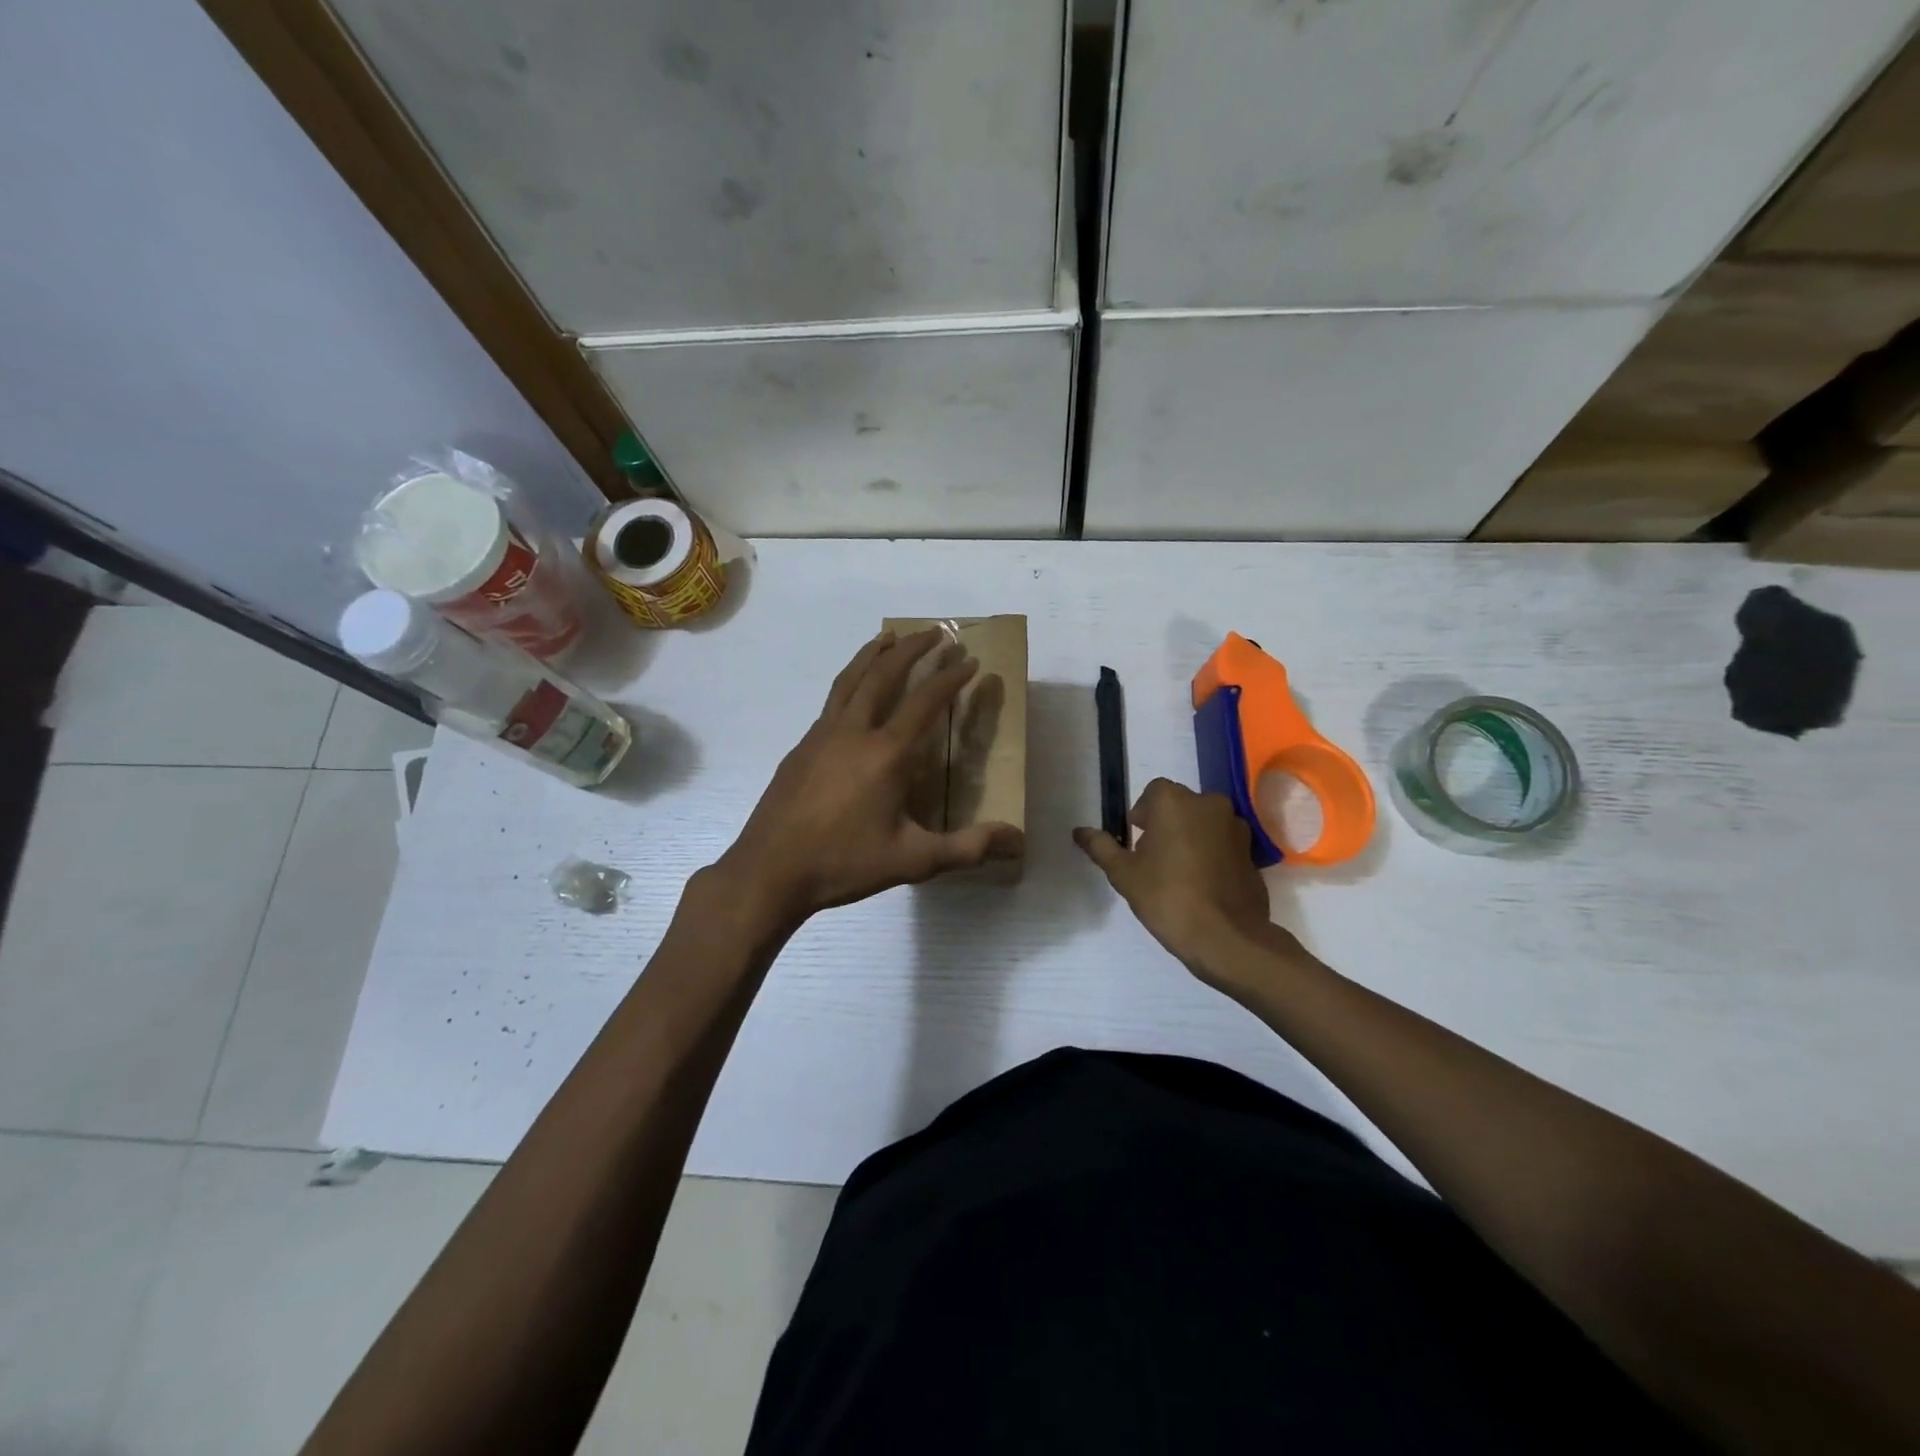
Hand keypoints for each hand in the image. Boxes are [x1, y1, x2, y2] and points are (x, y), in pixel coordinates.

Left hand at [718, 629, 1022, 925]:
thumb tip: (1016, 838)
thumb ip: (966, 847)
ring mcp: (821, 735)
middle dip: (912, 648)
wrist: (769, 870)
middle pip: (884, 674)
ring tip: (888, 637)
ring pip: (850, 679)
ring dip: (873, 654)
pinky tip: (853, 694)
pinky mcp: (801, 746)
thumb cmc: (844, 863)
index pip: (926, 701)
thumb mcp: (912, 860)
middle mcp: (853, 731)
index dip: (950, 678)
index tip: (969, 660)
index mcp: (886, 753)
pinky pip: (831, 700)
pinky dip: (849, 681)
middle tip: (934, 631)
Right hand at [1074, 778, 1301, 988]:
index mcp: (1176, 801)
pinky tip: (1202, 884)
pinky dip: (1212, 854)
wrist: (1226, 936)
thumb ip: (1101, 847)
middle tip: (1153, 859)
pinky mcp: (1252, 852)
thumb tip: (1079, 831)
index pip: (1153, 792)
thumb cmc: (1167, 897)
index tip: (1135, 841)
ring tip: (1178, 872)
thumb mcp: (1124, 874)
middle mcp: (1209, 804)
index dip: (1141, 814)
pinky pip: (1223, 843)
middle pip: (1180, 805)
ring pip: (1204, 823)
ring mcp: (1236, 827)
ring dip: (1190, 837)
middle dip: (1165, 824)